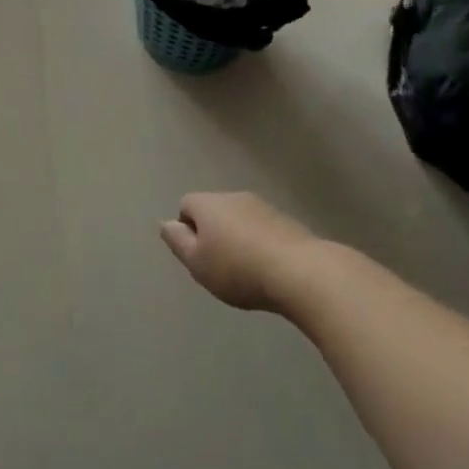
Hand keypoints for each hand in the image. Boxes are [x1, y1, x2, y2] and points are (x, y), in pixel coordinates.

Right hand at [160, 192, 315, 311]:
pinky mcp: (287, 220)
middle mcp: (233, 196)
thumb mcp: (197, 262)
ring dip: (238, 238)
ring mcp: (263, 206)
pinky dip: (261, 244)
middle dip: (213, 233)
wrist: (301, 272)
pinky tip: (269, 269)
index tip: (197, 256)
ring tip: (247, 271)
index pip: (186, 205)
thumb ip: (177, 241)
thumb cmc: (238, 269)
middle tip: (219, 266)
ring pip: (240, 219)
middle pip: (214, 210)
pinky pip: (263, 229)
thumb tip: (167, 223)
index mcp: (207, 203)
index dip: (187, 230)